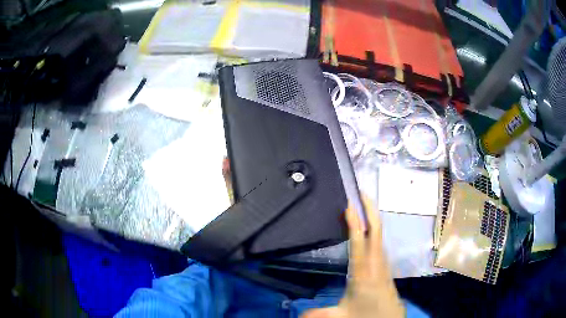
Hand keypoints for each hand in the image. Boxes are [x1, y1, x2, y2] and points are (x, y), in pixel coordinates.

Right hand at [302, 196, 404, 317]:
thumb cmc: (366, 314)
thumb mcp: (339, 315)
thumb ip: (316, 314)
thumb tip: (296, 314)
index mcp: (363, 273)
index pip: (359, 242)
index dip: (354, 223)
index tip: (350, 204)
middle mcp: (376, 263)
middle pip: (376, 231)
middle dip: (369, 209)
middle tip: (360, 191)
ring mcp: (383, 262)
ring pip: (380, 234)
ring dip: (372, 217)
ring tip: (362, 203)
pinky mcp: (385, 265)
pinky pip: (380, 241)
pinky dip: (374, 229)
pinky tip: (369, 228)